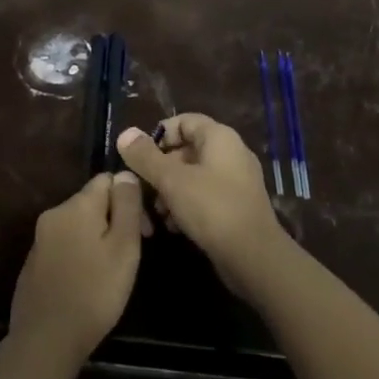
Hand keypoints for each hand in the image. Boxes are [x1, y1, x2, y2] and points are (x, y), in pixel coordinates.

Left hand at [8, 172, 144, 368]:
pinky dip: (79, 254)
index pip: (107, 179)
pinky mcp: (34, 262)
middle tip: (131, 256)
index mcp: (77, 205)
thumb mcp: (123, 248)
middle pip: (92, 202)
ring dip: (97, 238)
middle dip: (114, 220)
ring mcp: (40, 239)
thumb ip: (127, 206)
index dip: (130, 199)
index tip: (144, 231)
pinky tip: (87, 283)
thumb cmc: (94, 292)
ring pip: (78, 225)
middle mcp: (54, 213)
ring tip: (111, 272)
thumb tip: (126, 173)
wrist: (45, 341)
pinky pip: (64, 245)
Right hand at [117, 116, 289, 296]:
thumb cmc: (212, 208)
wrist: (254, 257)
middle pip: (187, 149)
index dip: (159, 135)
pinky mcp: (237, 206)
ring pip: (195, 175)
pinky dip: (188, 205)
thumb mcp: (171, 180)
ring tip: (158, 213)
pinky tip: (174, 226)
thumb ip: (146, 156)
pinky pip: (206, 195)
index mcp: (219, 137)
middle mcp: (231, 153)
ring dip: (172, 190)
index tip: (141, 157)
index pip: (184, 121)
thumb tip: (125, 133)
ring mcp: (237, 180)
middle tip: (146, 189)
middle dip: (162, 168)